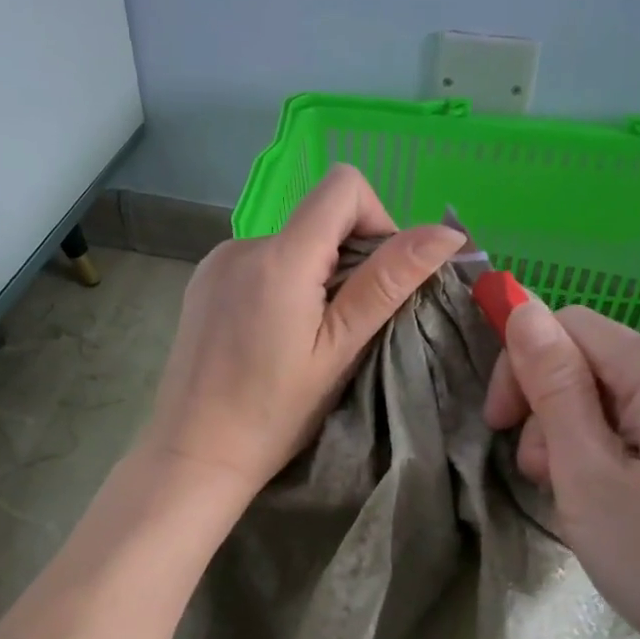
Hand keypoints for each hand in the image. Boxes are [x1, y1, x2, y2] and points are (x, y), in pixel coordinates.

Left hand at [141, 165, 464, 498]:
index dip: (378, 219)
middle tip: (346, 326)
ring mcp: (216, 262)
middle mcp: (243, 244)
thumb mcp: (340, 349)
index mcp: (280, 256)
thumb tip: (446, 232)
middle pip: (318, 216)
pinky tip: (272, 336)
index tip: (379, 279)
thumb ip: (388, 282)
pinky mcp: (202, 283)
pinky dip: (282, 285)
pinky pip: (259, 262)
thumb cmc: (274, 412)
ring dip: (314, 275)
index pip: (344, 185)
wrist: (194, 453)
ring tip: (306, 338)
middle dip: (348, 258)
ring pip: (290, 243)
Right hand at [484, 300, 639, 638]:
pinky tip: (614, 508)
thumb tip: (522, 306)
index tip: (500, 428)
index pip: (570, 326)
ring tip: (579, 503)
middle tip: (543, 478)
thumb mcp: (588, 473)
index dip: (522, 366)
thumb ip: (553, 385)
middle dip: (550, 411)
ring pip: (616, 402)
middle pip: (594, 363)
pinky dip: (612, 460)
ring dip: (577, 441)